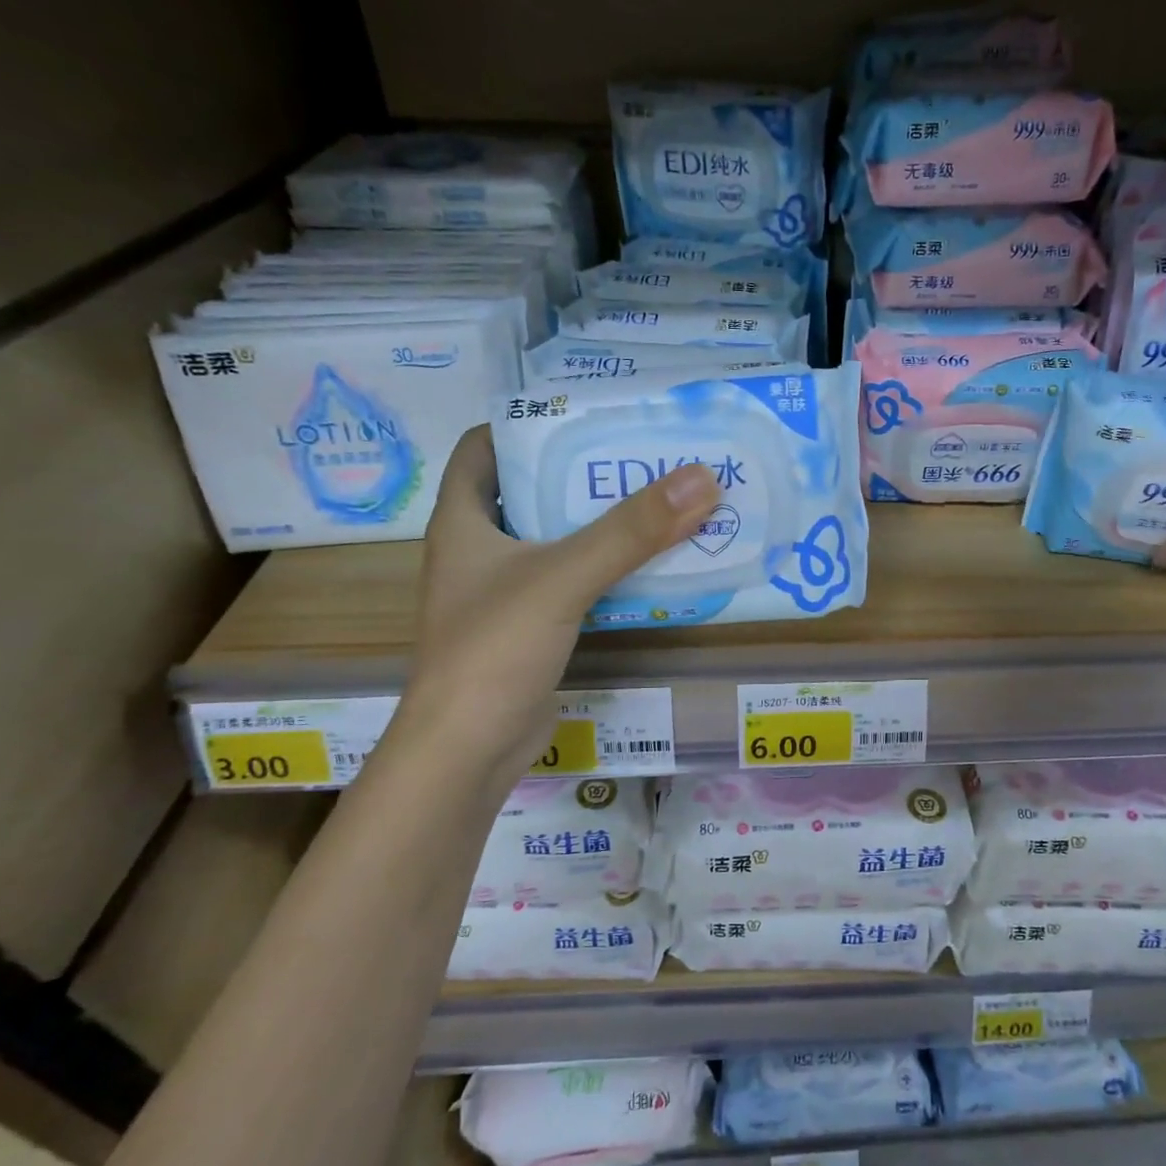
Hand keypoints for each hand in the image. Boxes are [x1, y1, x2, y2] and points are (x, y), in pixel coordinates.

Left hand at [394, 428, 721, 770]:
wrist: (468, 751)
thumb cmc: (494, 649)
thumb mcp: (563, 578)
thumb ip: (630, 531)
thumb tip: (702, 478)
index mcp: (463, 521)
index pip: (484, 448)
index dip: (528, 423)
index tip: (588, 414)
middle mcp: (480, 550)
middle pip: (532, 492)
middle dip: (585, 474)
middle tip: (646, 455)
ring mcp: (505, 593)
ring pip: (558, 541)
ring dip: (604, 524)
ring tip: (662, 502)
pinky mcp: (532, 628)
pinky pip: (575, 583)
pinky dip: (609, 571)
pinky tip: (652, 566)